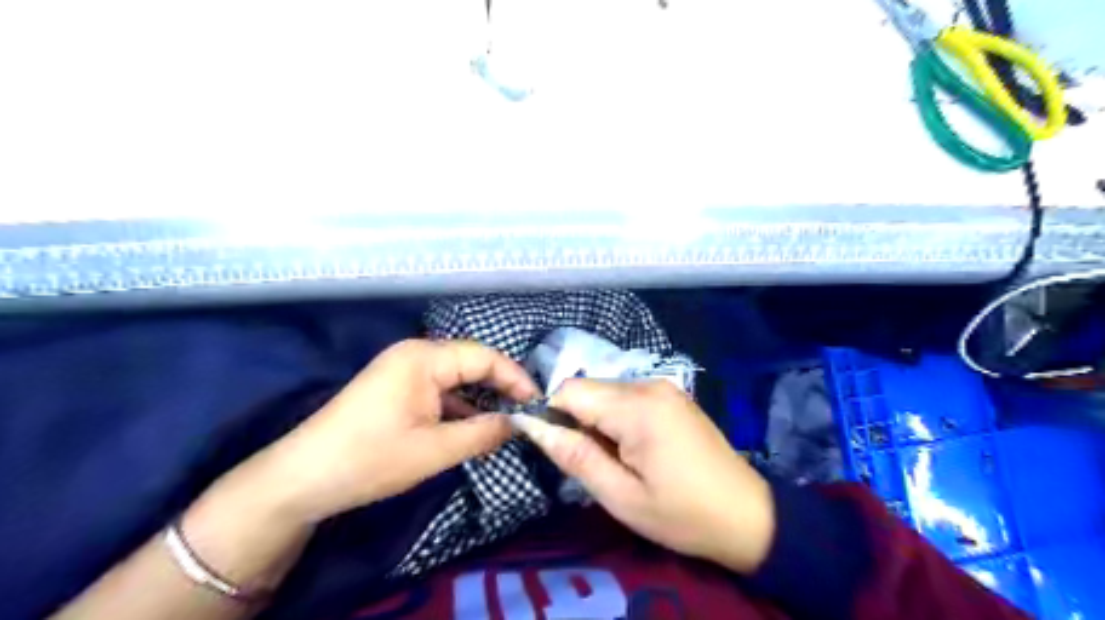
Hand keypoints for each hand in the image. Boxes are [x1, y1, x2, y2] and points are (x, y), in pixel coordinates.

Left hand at [260, 340, 534, 522]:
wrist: (301, 479)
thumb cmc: (370, 459)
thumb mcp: (435, 450)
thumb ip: (484, 432)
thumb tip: (519, 423)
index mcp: (424, 357)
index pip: (485, 357)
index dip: (515, 378)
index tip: (538, 403)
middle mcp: (415, 354)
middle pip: (471, 363)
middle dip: (500, 387)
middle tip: (525, 414)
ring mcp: (402, 369)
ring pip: (455, 378)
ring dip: (479, 399)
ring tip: (505, 422)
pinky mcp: (395, 387)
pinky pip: (438, 389)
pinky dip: (458, 406)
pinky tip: (472, 426)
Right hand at [513, 380, 770, 574]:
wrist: (748, 515)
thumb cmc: (682, 514)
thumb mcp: (621, 496)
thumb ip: (574, 456)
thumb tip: (532, 425)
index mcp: (637, 407)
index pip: (570, 389)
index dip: (553, 415)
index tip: (559, 451)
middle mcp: (649, 384)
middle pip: (588, 388)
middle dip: (577, 421)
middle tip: (593, 463)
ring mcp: (664, 387)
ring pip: (606, 392)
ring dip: (597, 421)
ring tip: (616, 460)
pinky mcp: (672, 395)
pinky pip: (627, 396)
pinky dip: (617, 418)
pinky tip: (634, 449)